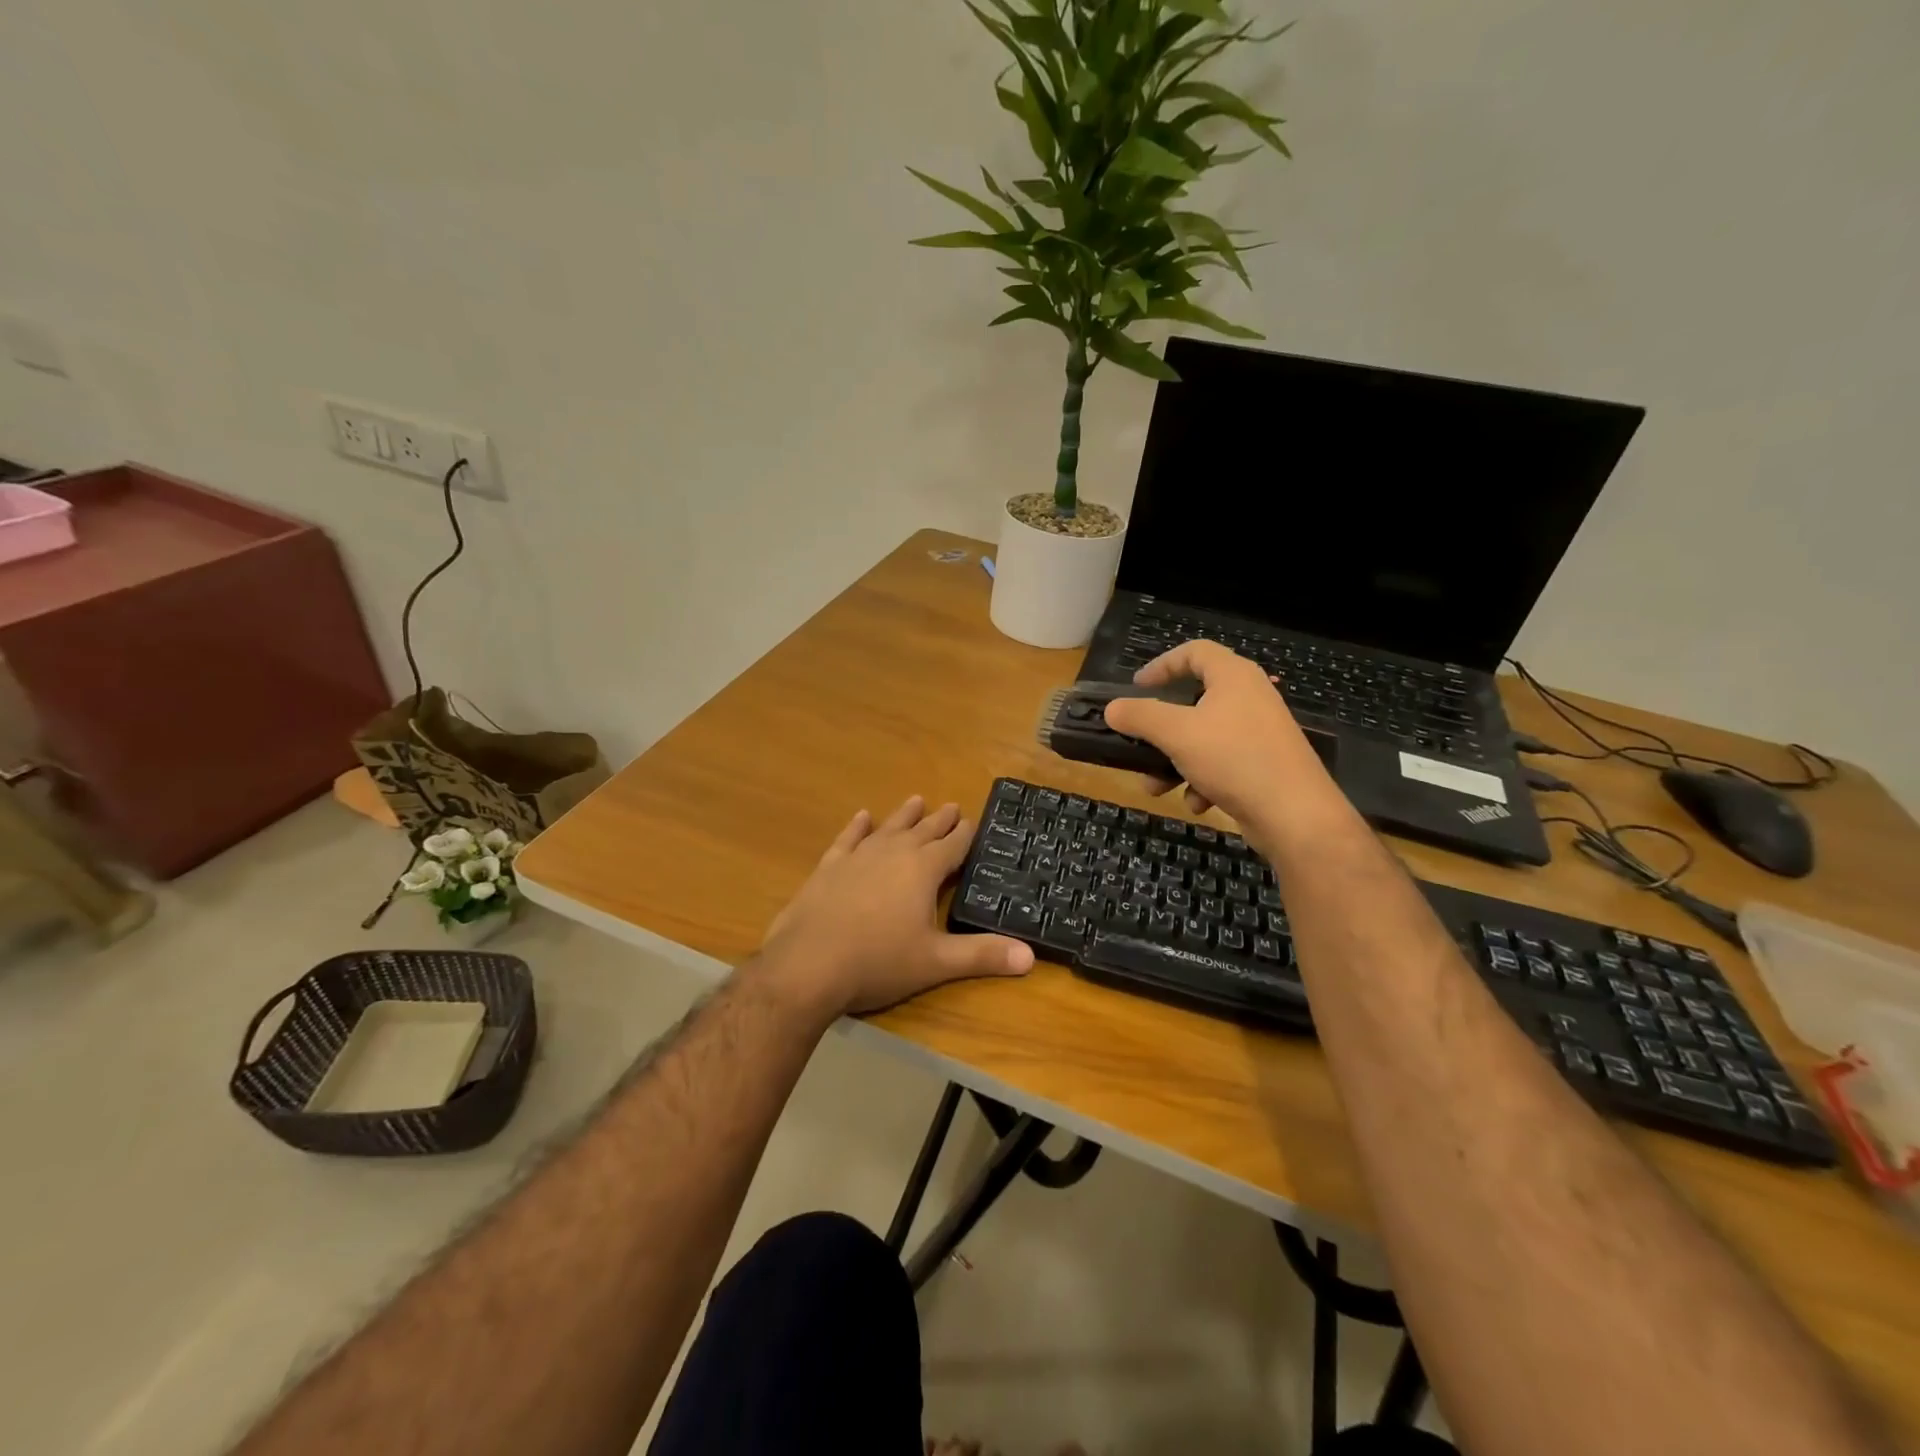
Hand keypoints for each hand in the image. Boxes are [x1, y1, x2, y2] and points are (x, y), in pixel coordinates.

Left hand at [760, 796, 1033, 1017]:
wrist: (808, 964)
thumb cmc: (879, 962)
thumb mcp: (937, 962)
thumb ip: (982, 955)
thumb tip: (1029, 956)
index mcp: (924, 869)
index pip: (953, 845)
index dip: (966, 834)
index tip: (975, 821)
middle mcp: (894, 853)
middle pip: (924, 830)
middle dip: (940, 820)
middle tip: (952, 806)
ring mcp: (859, 856)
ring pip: (889, 827)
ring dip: (905, 815)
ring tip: (916, 800)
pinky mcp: (830, 866)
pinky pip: (849, 838)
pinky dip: (857, 827)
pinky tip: (862, 817)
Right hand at [1103, 639, 1341, 832]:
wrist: (1296, 815)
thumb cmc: (1234, 759)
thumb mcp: (1177, 734)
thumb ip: (1140, 717)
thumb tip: (1112, 708)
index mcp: (1233, 677)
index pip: (1194, 652)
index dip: (1162, 665)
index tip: (1136, 688)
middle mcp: (1249, 697)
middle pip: (1194, 701)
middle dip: (1161, 730)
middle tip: (1140, 742)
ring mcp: (1259, 732)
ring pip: (1203, 738)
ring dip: (1174, 761)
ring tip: (1157, 787)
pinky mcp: (1264, 763)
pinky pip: (1222, 763)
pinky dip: (1203, 780)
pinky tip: (1197, 802)